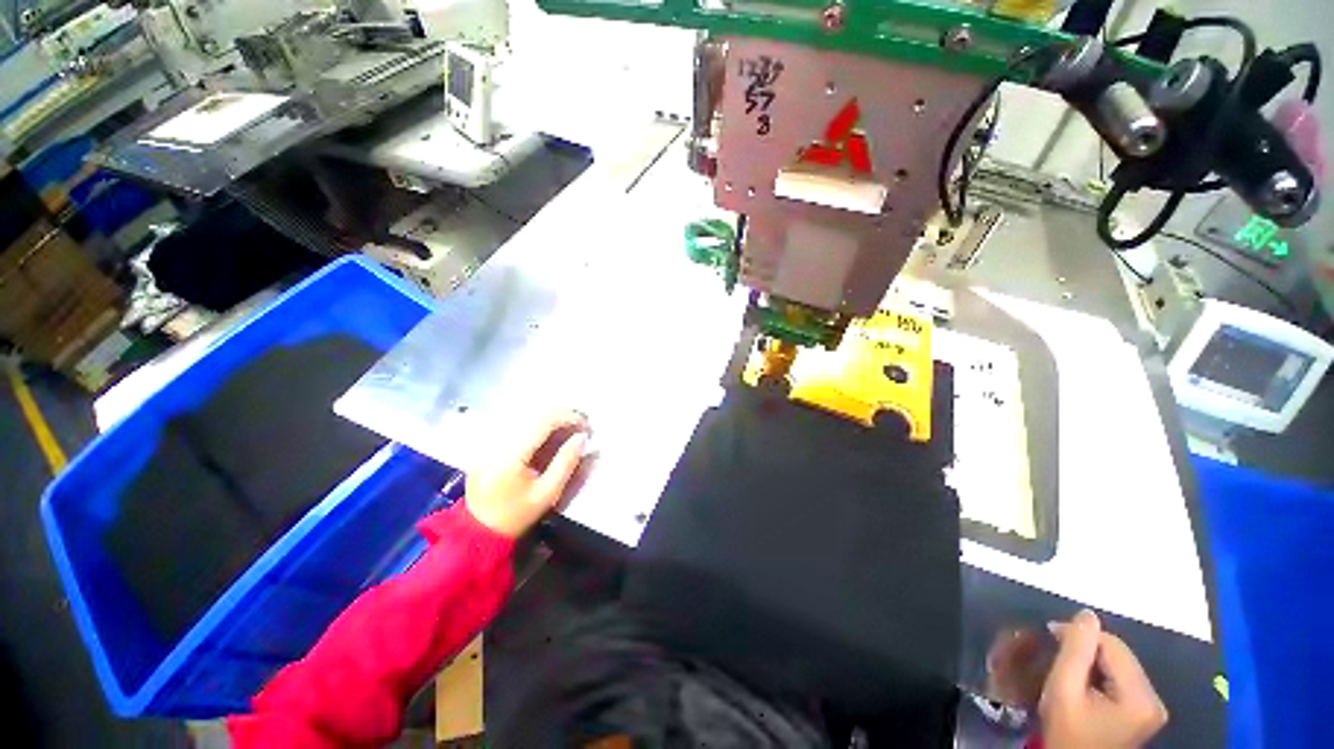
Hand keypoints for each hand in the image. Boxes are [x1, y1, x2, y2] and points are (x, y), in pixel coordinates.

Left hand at [464, 410, 589, 537]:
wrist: (478, 528)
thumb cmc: (516, 514)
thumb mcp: (547, 493)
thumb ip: (566, 462)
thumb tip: (583, 437)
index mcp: (511, 454)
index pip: (544, 421)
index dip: (569, 418)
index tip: (587, 426)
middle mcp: (497, 439)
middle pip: (534, 412)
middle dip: (562, 413)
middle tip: (581, 424)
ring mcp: (489, 438)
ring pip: (525, 412)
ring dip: (550, 414)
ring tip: (568, 424)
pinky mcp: (487, 440)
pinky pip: (515, 419)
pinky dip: (536, 420)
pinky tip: (548, 428)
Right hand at [1039, 610, 1167, 748]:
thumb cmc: (1066, 731)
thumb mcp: (1063, 690)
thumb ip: (1075, 651)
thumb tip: (1086, 614)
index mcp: (1140, 697)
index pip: (1112, 646)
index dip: (1081, 636)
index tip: (1050, 633)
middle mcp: (1155, 699)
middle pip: (1119, 655)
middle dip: (1087, 649)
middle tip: (1057, 651)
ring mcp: (1152, 706)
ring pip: (1120, 664)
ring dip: (1093, 660)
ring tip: (1068, 666)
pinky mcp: (1145, 711)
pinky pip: (1122, 677)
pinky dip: (1101, 673)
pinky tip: (1084, 681)